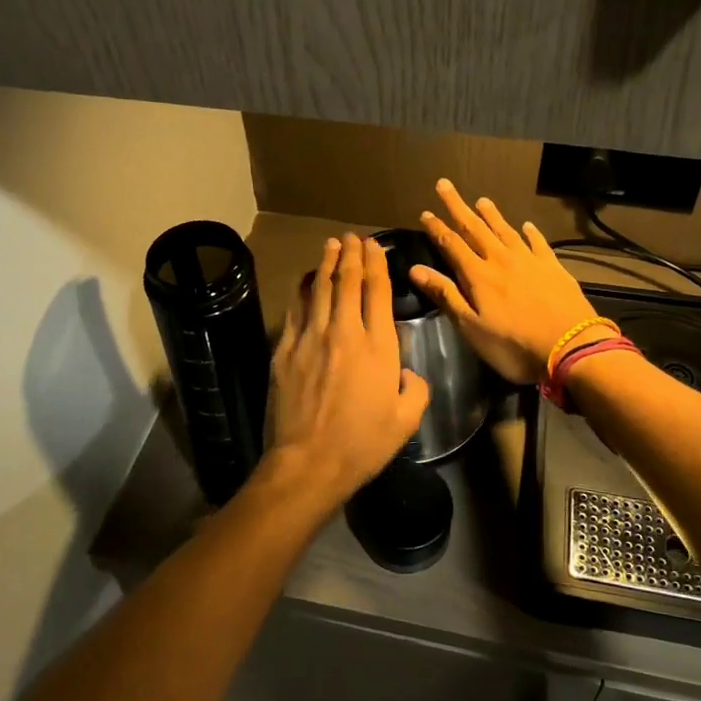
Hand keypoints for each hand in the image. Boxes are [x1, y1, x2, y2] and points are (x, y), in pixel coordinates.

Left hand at [253, 234, 430, 515]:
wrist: (308, 462)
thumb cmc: (362, 444)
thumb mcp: (406, 420)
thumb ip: (415, 388)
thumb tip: (408, 372)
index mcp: (377, 346)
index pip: (377, 292)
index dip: (376, 264)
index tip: (374, 246)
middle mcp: (344, 332)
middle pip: (347, 282)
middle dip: (351, 255)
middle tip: (352, 237)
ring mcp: (310, 338)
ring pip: (319, 289)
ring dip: (326, 263)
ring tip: (331, 245)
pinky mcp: (285, 350)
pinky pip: (295, 310)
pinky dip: (302, 290)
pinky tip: (304, 280)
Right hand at [412, 179, 604, 384]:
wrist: (571, 347)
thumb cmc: (514, 344)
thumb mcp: (472, 327)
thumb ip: (445, 295)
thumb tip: (415, 269)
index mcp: (478, 275)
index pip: (452, 244)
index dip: (437, 228)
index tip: (425, 212)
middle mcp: (501, 259)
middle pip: (475, 228)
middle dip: (458, 207)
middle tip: (445, 185)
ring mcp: (530, 261)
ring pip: (506, 230)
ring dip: (491, 215)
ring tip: (481, 200)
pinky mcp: (553, 267)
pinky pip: (538, 243)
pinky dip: (530, 232)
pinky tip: (527, 225)